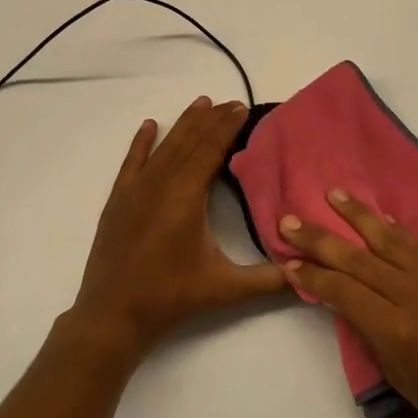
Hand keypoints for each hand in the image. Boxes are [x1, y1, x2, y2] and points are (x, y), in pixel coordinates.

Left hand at [71, 96, 285, 360]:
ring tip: (201, 102)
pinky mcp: (118, 200)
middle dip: (211, 120)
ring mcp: (135, 190)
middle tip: (232, 102)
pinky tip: (150, 125)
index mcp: (186, 197)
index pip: (210, 151)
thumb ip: (268, 280)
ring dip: (184, 124)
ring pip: (164, 147)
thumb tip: (305, 272)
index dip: (227, 128)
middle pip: (189, 142)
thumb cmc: (170, 298)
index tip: (242, 108)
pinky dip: (142, 141)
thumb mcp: (224, 289)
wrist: (112, 315)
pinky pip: (131, 161)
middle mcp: (160, 184)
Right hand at [279, 189, 417, 417]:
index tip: (287, 261)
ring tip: (333, 194)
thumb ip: (371, 333)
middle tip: (289, 220)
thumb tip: (347, 300)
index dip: (312, 275)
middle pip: (357, 258)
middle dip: (320, 238)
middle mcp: (415, 294)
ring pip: (389, 239)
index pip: (342, 290)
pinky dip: (395, 229)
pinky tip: (379, 218)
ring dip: (358, 215)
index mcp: (396, 328)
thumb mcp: (399, 377)